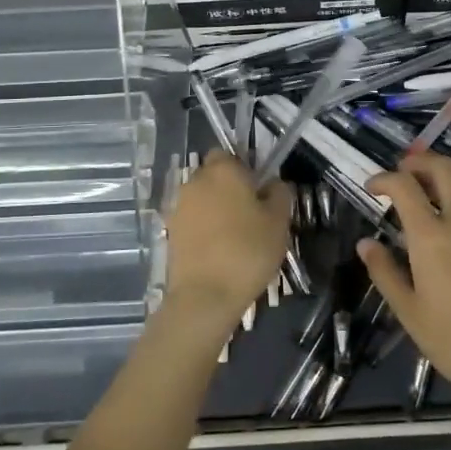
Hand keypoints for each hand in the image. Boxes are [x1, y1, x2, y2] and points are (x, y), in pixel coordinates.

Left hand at [164, 151, 291, 337]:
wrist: (205, 296)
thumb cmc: (248, 251)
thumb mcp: (279, 221)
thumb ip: (279, 193)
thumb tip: (272, 183)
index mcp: (223, 170)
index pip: (230, 153)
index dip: (245, 168)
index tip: (259, 190)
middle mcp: (196, 181)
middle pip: (214, 175)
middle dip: (229, 188)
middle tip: (251, 213)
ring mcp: (179, 207)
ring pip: (202, 198)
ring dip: (216, 209)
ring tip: (236, 236)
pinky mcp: (171, 232)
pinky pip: (193, 220)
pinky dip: (204, 228)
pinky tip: (219, 250)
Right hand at [357, 153, 450, 410]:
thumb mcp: (410, 312)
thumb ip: (385, 272)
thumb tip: (366, 244)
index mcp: (431, 238)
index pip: (404, 186)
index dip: (384, 178)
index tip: (374, 187)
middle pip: (442, 166)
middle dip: (418, 162)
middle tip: (405, 174)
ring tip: (439, 183)